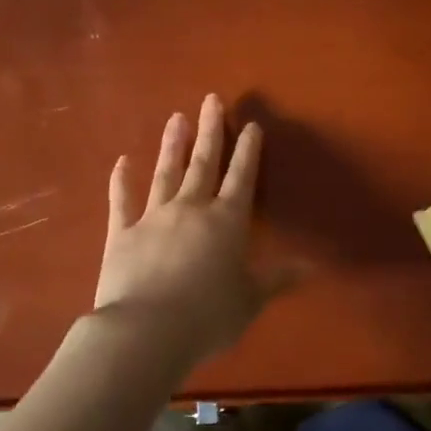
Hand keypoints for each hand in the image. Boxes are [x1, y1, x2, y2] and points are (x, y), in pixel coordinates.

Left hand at [93, 94, 291, 374]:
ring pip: (165, 173)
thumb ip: (276, 279)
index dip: (248, 151)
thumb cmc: (207, 317)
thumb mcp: (250, 300)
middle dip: (210, 131)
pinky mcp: (122, 234)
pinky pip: (122, 201)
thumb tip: (310, 266)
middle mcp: (191, 210)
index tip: (251, 125)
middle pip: (203, 163)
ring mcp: (153, 217)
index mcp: (226, 222)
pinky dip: (121, 181)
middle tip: (211, 99)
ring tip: (176, 117)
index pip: (241, 178)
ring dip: (171, 145)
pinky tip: (121, 161)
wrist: (147, 331)